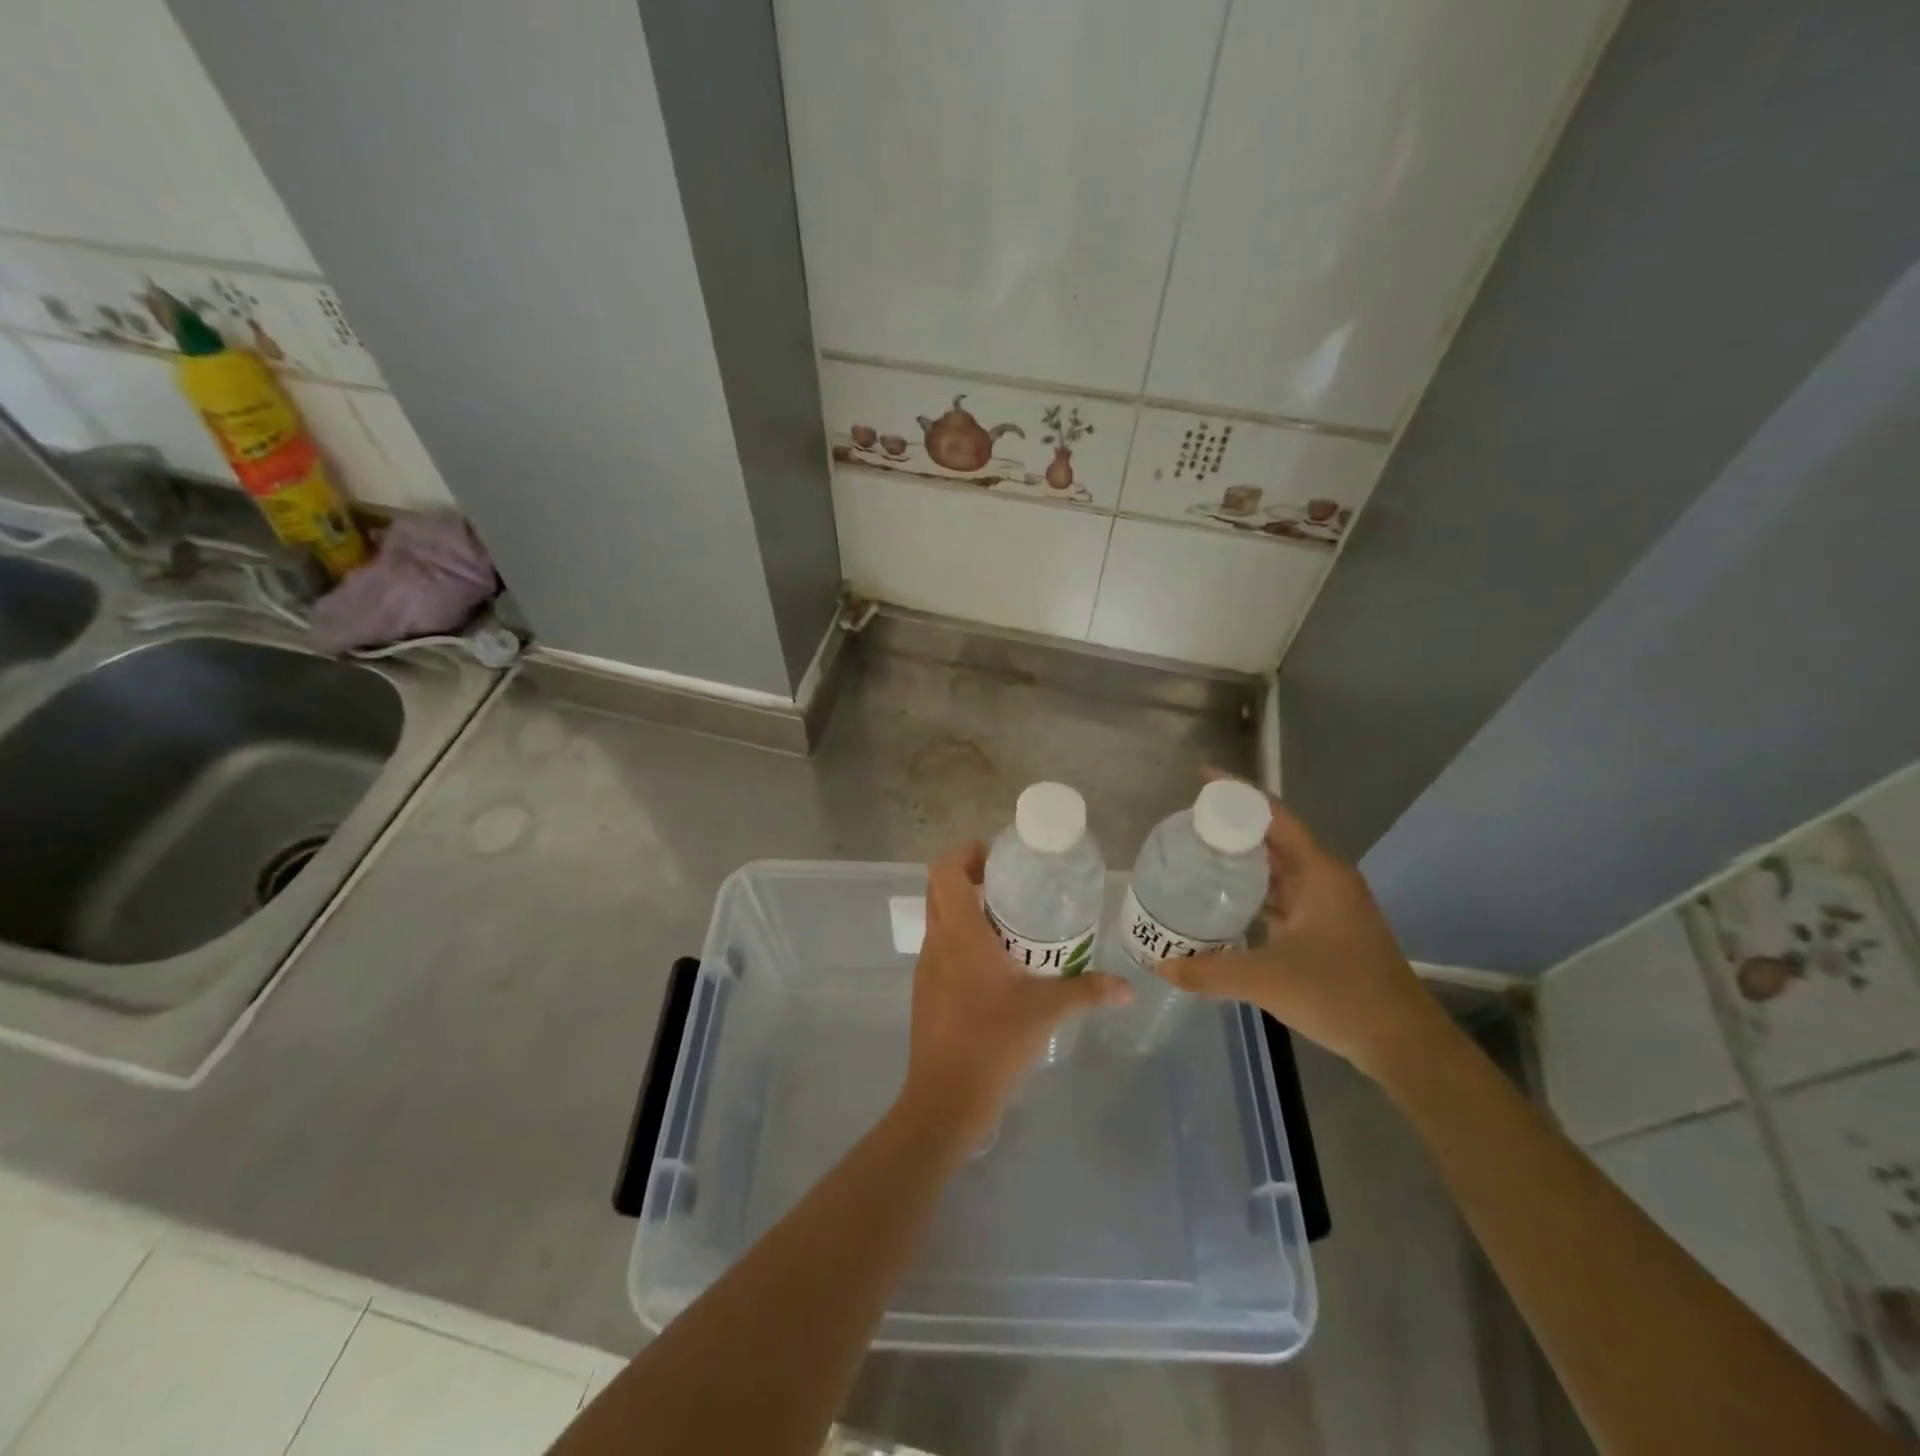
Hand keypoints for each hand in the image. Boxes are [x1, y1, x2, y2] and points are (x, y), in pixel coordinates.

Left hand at [899, 842, 1130, 1145]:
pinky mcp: (926, 991)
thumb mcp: (1046, 1012)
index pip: (944, 871)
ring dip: (966, 909)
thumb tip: (1127, 987)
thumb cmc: (993, 1044)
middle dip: (968, 876)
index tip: (996, 856)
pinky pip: (941, 948)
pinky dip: (962, 939)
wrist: (945, 1101)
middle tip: (1009, 883)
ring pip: (938, 919)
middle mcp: (936, 943)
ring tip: (1010, 922)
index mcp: (959, 935)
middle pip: (938, 889)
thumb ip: (1087, 992)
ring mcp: (926, 968)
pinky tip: (996, 965)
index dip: (965, 852)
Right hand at [1155, 775, 1443, 1082]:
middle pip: (1274, 837)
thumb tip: (1161, 966)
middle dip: (1233, 825)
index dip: (1236, 793)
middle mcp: (1326, 878)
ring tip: (1198, 854)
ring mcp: (1330, 905)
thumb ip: (1209, 970)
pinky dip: (1255, 890)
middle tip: (1187, 823)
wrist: (1403, 1043)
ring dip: (1243, 859)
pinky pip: (1284, 895)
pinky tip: (1225, 900)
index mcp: (1319, 872)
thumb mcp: (1266, 979)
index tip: (1200, 778)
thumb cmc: (1339, 994)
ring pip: (1280, 867)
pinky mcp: (1328, 929)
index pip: (1273, 815)